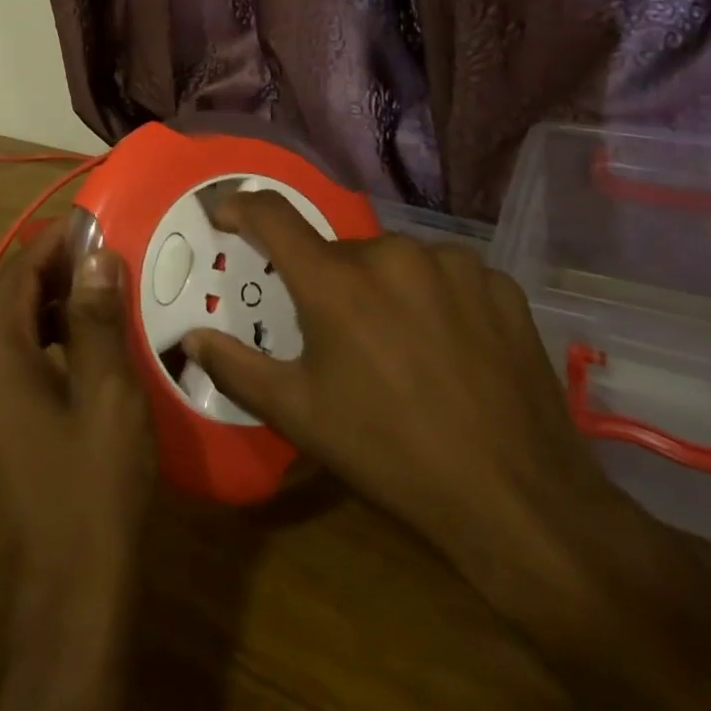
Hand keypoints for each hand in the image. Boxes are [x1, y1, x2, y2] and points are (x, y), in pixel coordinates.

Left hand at [0, 224, 152, 710]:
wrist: (66, 594)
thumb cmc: (93, 488)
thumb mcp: (107, 395)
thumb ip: (97, 319)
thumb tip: (96, 256)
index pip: (18, 274)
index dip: (53, 243)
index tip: (91, 222)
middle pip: (5, 297)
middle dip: (47, 268)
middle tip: (97, 253)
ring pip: (4, 329)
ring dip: (44, 302)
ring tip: (93, 291)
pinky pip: (7, 361)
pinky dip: (39, 337)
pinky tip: (78, 347)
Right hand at [179, 192, 615, 587]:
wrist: (520, 503)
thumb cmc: (391, 455)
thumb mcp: (300, 416)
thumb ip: (235, 367)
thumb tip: (190, 337)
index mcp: (334, 280)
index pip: (271, 214)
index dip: (239, 207)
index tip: (225, 216)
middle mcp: (390, 253)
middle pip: (338, 251)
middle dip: (327, 282)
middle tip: (338, 337)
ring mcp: (451, 263)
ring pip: (393, 262)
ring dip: (383, 290)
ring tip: (400, 349)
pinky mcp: (497, 284)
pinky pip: (445, 275)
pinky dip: (434, 298)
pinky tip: (449, 349)